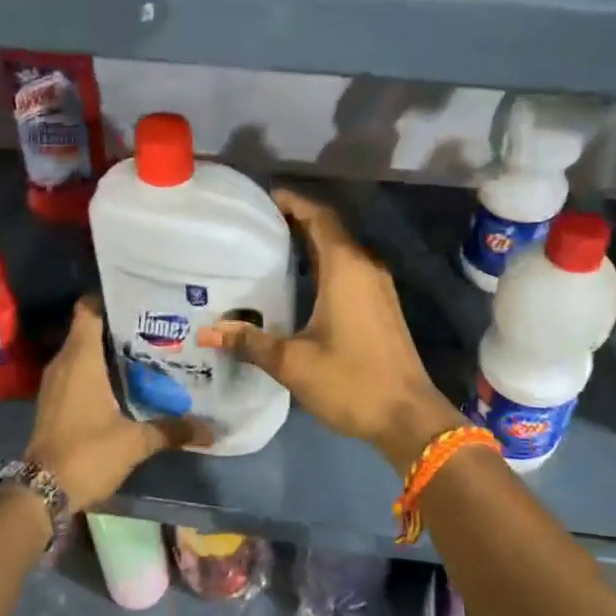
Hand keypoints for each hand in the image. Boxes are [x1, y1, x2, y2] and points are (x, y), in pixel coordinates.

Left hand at [26, 296, 210, 511]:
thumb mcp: (135, 442)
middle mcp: (63, 363)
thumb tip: (209, 429)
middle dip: (118, 325)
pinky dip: (97, 370)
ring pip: (82, 352)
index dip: (110, 298)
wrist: (42, 492)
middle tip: (155, 326)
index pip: (88, 310)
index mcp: (80, 359)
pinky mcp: (54, 401)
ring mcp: (55, 383)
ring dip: (108, 349)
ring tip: (146, 350)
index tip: (139, 298)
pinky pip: (76, 372)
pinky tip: (124, 381)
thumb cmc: (87, 453)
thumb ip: (171, 430)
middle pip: (89, 329)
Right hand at [200, 189, 460, 472]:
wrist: (408, 417)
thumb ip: (250, 342)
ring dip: (310, 244)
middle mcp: (365, 267)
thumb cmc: (351, 381)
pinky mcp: (382, 306)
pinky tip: (298, 284)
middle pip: (329, 229)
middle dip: (296, 221)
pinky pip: (349, 270)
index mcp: (346, 268)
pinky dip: (323, 265)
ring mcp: (378, 287)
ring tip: (270, 250)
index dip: (292, 202)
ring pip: (341, 251)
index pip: (319, 216)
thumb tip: (207, 331)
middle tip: (256, 225)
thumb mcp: (292, 362)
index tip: (262, 198)